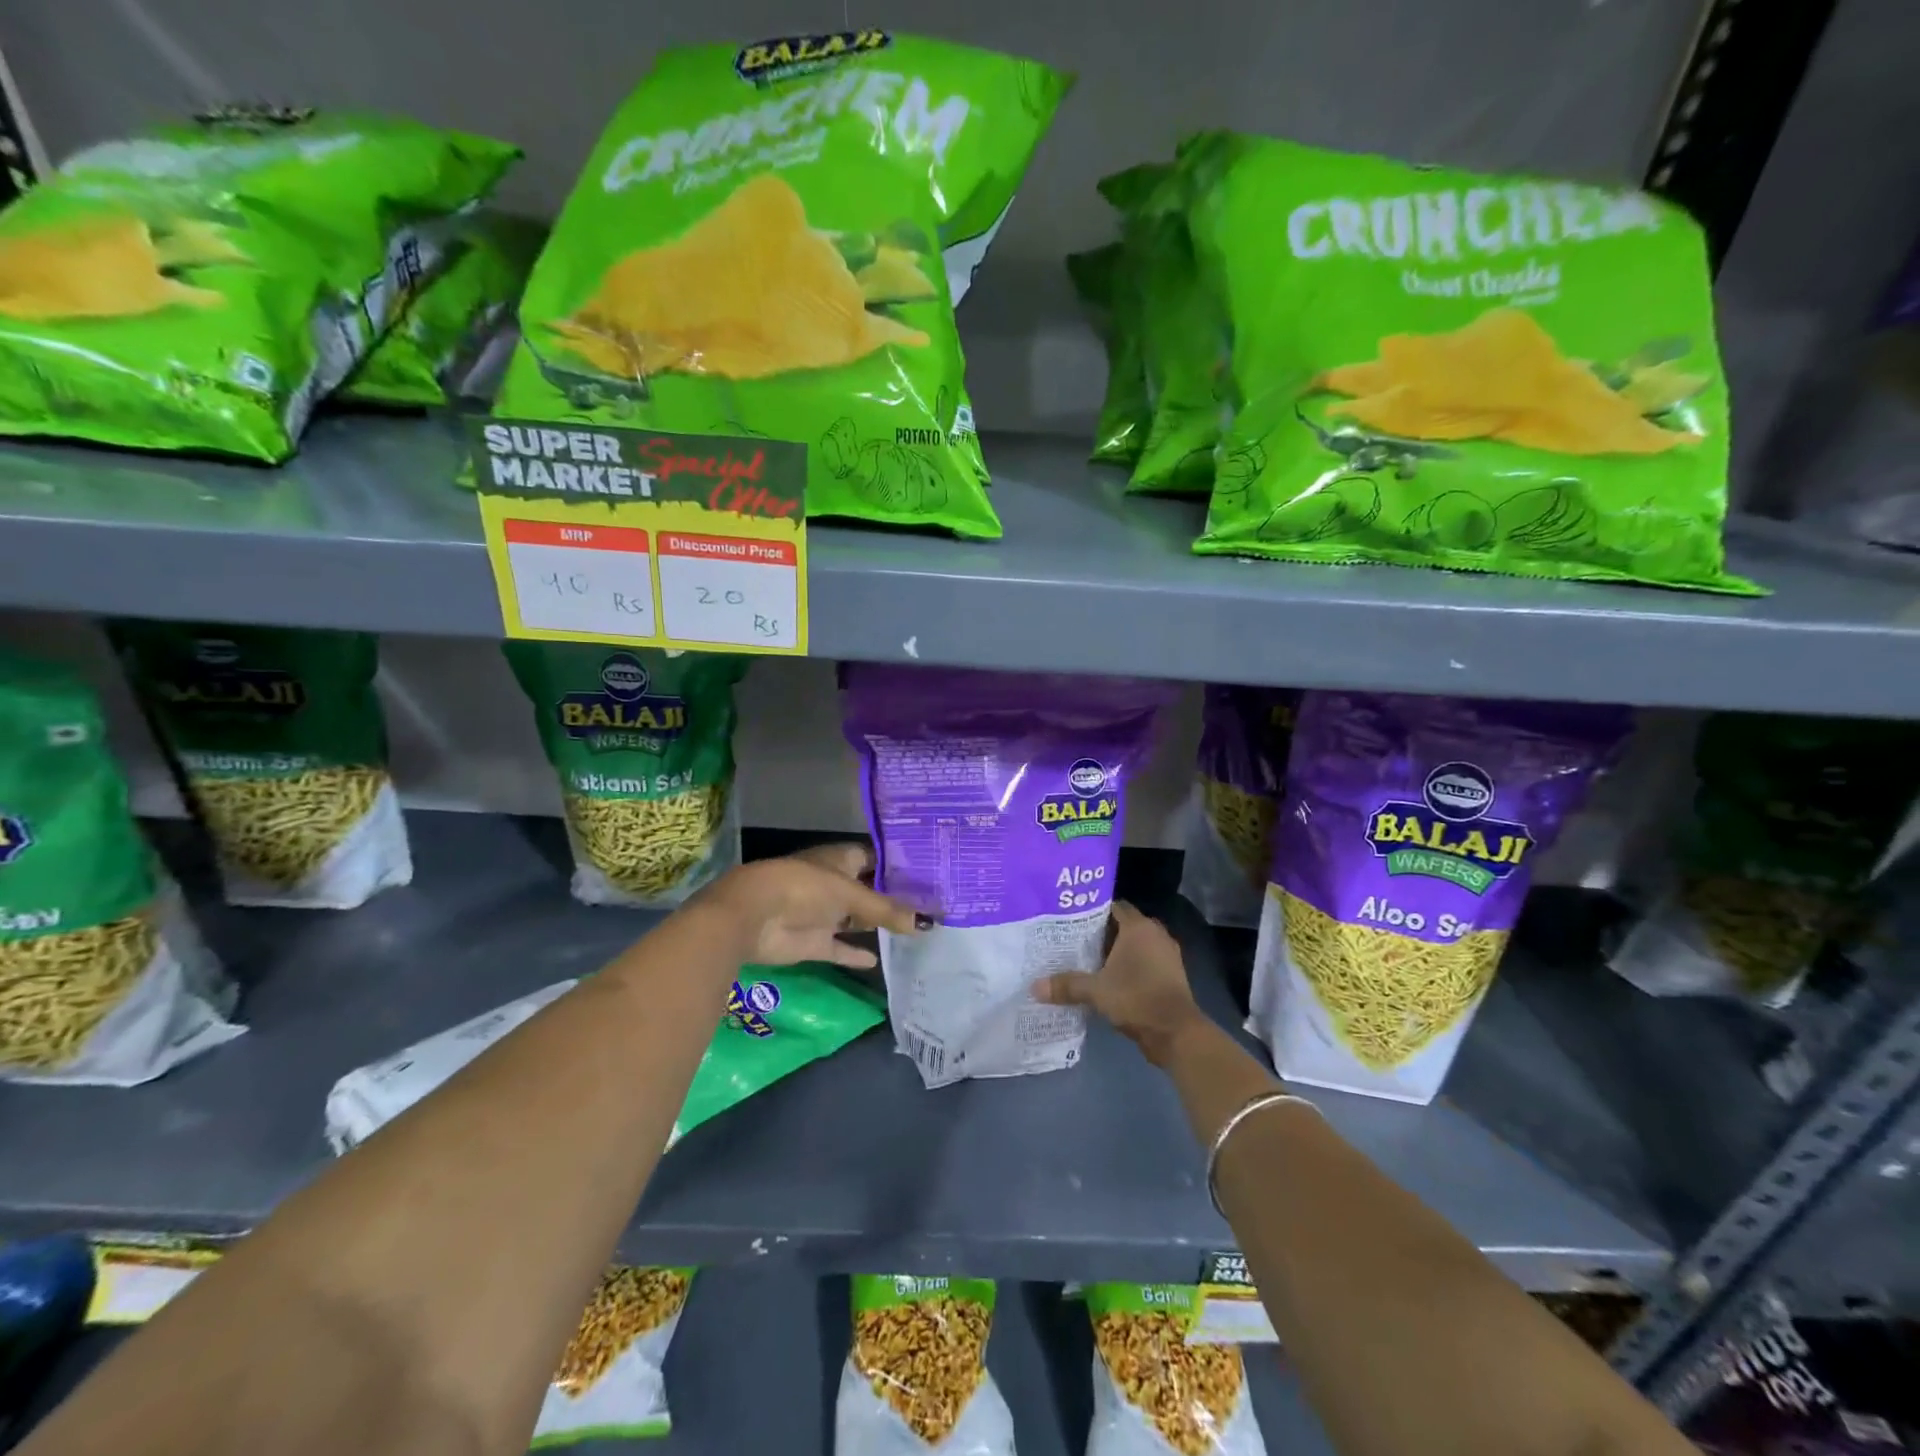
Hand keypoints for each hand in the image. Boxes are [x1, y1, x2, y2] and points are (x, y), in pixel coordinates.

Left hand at [701, 842, 926, 970]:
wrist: (753, 916)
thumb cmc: (804, 888)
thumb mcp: (851, 895)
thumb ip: (887, 910)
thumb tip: (928, 924)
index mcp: (841, 859)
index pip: (876, 858)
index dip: (900, 865)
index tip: (930, 873)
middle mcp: (834, 884)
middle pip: (869, 890)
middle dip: (895, 898)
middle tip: (932, 906)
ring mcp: (824, 914)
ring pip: (857, 920)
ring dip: (878, 926)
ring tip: (916, 932)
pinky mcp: (814, 942)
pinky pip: (841, 948)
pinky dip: (856, 954)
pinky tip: (879, 961)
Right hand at [1033, 902, 1204, 1065]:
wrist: (1176, 1032)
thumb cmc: (1136, 998)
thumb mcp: (1096, 991)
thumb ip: (1066, 985)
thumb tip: (1034, 987)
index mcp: (1139, 927)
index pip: (1113, 906)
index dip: (1092, 910)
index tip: (1070, 918)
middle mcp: (1155, 934)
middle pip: (1123, 925)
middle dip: (1100, 932)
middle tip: (1073, 939)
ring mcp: (1167, 955)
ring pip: (1135, 945)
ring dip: (1115, 952)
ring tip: (1087, 959)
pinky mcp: (1171, 975)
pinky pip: (1145, 961)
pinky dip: (1129, 966)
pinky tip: (1109, 978)